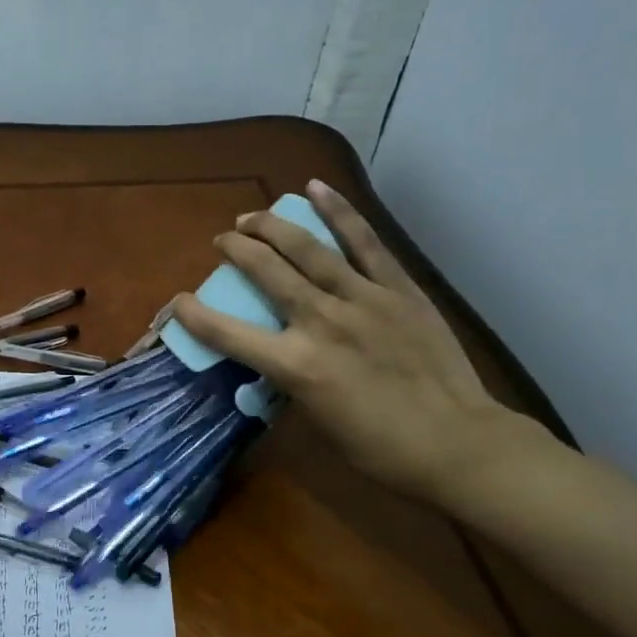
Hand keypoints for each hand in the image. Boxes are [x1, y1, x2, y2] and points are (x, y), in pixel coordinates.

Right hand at [172, 180, 536, 505]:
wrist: (457, 443)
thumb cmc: (381, 448)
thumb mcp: (318, 422)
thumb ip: (293, 381)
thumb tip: (279, 357)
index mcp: (297, 366)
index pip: (229, 334)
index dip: (195, 315)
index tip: (179, 302)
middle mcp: (321, 322)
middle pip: (266, 273)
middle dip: (236, 250)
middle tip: (224, 241)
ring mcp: (362, 299)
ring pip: (307, 248)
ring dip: (272, 227)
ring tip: (252, 217)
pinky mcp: (397, 288)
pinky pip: (364, 242)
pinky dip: (338, 212)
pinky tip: (316, 188)